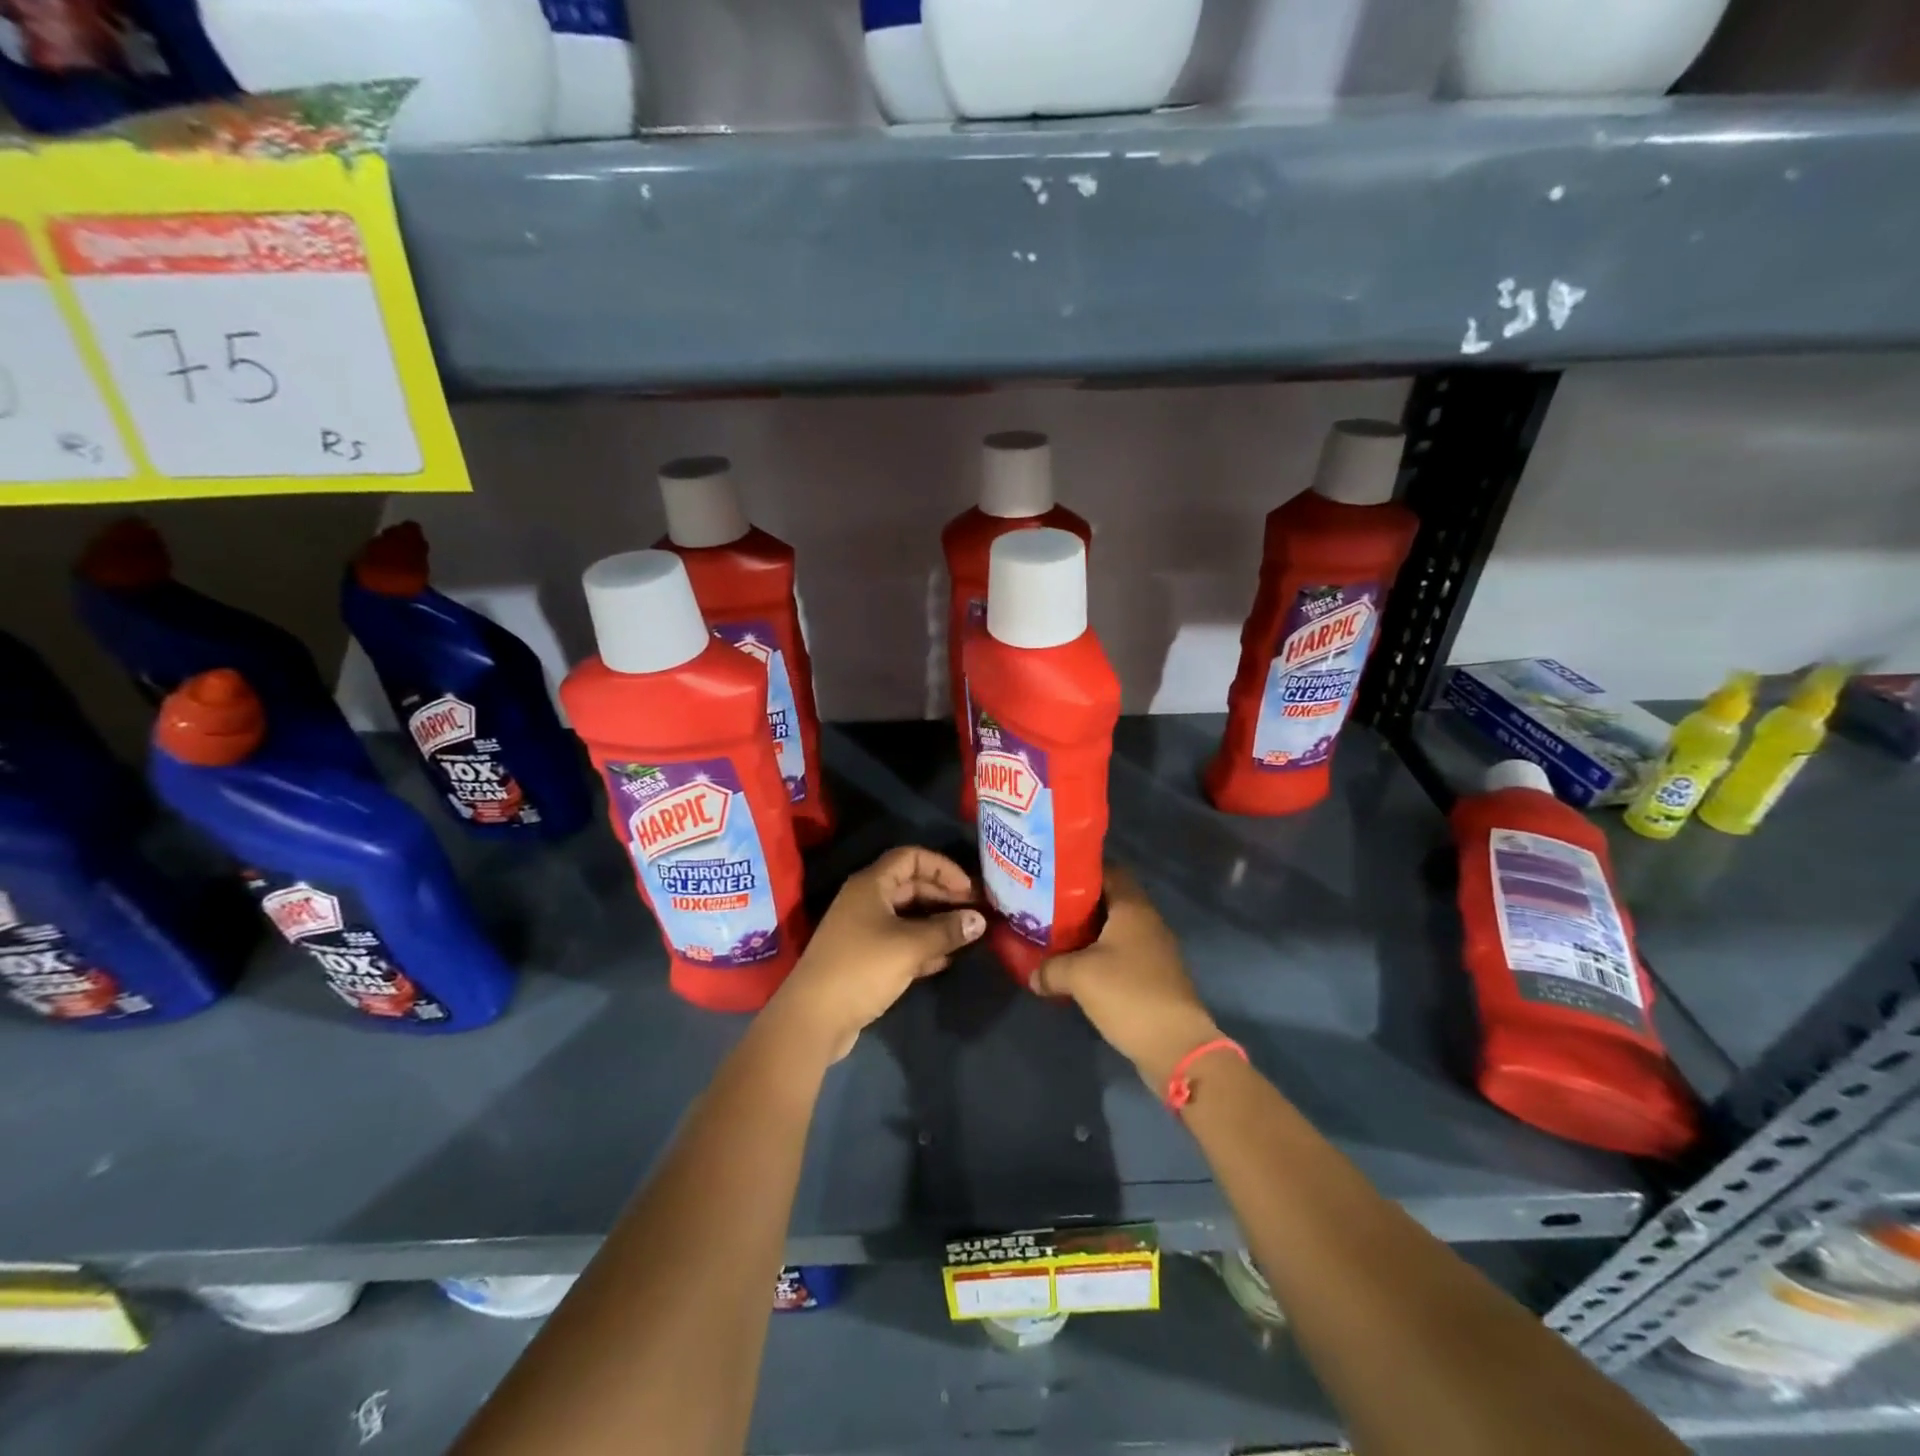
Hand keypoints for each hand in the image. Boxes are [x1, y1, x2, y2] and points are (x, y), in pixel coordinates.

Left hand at [773, 846, 985, 1062]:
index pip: (911, 858)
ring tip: (967, 934)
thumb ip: (947, 931)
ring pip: (907, 916)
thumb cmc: (862, 968)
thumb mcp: (910, 946)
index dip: (942, 867)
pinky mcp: (865, 958)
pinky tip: (946, 959)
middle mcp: (866, 901)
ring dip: (936, 922)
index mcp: (871, 885)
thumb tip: (979, 920)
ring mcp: (863, 930)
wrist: (813, 1018)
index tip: (968, 888)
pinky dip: (923, 945)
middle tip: (975, 912)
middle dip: (944, 896)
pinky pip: (900, 942)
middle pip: (911, 886)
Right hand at [1032, 866, 1221, 1089]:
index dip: (1081, 870)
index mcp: (1133, 908)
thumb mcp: (1078, 975)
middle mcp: (1148, 922)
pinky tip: (1077, 969)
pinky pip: (1123, 955)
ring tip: (1056, 937)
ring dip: (1089, 933)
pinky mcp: (1155, 977)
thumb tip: (1032, 975)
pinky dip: (1101, 956)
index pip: (1109, 871)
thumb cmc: (1127, 993)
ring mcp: (1155, 950)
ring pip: (1116, 930)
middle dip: (1079, 904)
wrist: (1176, 1045)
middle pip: (1111, 900)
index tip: (1053, 876)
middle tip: (1046, 907)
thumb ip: (1050, 968)